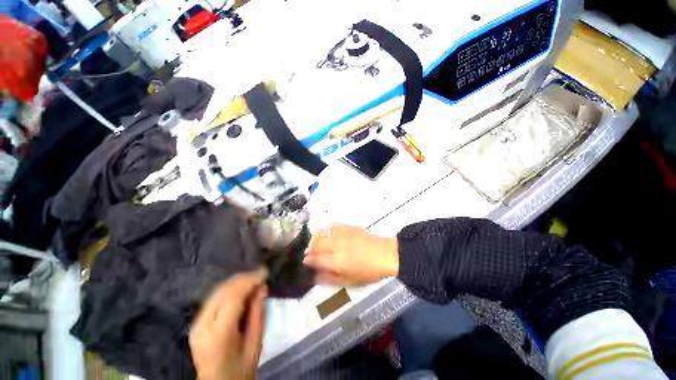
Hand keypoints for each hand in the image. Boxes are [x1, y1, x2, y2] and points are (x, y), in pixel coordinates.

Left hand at [189, 269, 266, 379]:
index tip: (265, 273)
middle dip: (244, 279)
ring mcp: (197, 324)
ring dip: (237, 282)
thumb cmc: (240, 369)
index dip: (250, 281)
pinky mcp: (196, 323)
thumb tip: (262, 287)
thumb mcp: (255, 344)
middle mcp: (203, 325)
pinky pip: (214, 298)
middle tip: (261, 275)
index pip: (234, 297)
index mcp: (219, 334)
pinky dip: (229, 290)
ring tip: (254, 280)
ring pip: (217, 292)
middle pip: (223, 291)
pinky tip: (241, 289)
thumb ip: (258, 314)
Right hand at [304, 224, 398, 285]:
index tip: (305, 261)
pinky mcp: (348, 226)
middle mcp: (336, 245)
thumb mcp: (349, 281)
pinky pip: (331, 225)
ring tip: (317, 244)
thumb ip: (329, 278)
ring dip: (316, 238)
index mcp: (336, 261)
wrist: (385, 254)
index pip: (315, 258)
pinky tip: (326, 234)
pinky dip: (325, 229)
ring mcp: (342, 233)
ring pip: (321, 232)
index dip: (308, 260)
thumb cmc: (368, 271)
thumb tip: (313, 276)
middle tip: (311, 254)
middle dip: (310, 249)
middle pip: (315, 243)